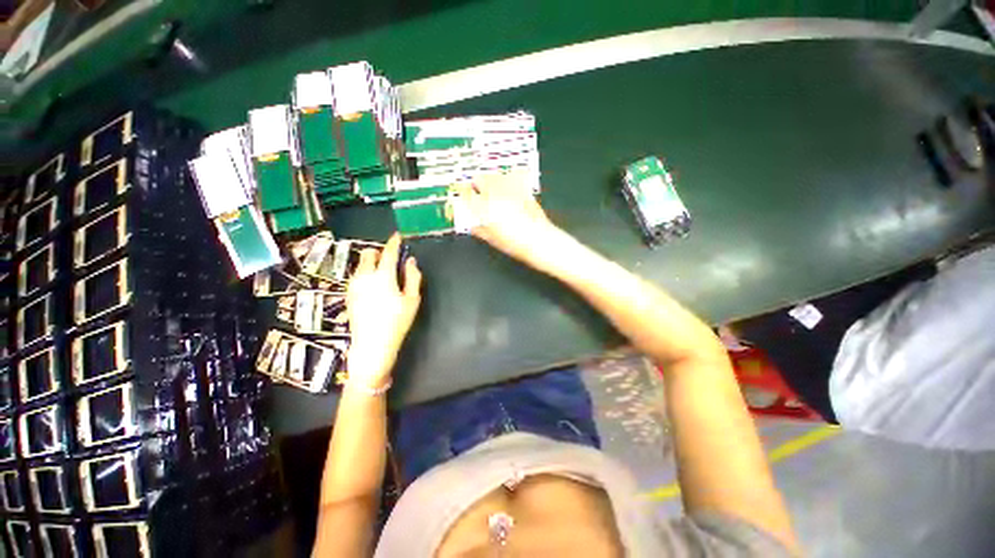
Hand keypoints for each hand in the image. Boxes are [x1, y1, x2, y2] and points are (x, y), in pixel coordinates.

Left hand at [346, 234, 421, 385]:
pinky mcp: (349, 294)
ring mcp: (354, 285)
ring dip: (372, 263)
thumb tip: (411, 261)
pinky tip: (374, 286)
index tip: (397, 236)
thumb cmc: (396, 322)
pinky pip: (357, 275)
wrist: (372, 345)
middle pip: (369, 254)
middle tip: (391, 259)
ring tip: (384, 274)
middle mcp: (365, 277)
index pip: (389, 252)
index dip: (394, 242)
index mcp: (383, 276)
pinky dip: (365, 273)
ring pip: (361, 264)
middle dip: (379, 252)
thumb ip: (413, 277)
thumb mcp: (412, 300)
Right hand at [454, 169, 557, 262]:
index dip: (460, 189)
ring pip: (495, 175)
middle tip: (477, 192)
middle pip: (480, 178)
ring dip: (491, 180)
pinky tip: (509, 186)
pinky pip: (514, 175)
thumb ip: (478, 229)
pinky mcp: (524, 188)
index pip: (466, 192)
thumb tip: (472, 224)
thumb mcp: (491, 238)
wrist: (538, 240)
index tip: (459, 190)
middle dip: (477, 183)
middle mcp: (495, 194)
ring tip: (493, 189)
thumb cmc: (513, 243)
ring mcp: (511, 189)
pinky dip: (509, 178)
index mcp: (484, 207)